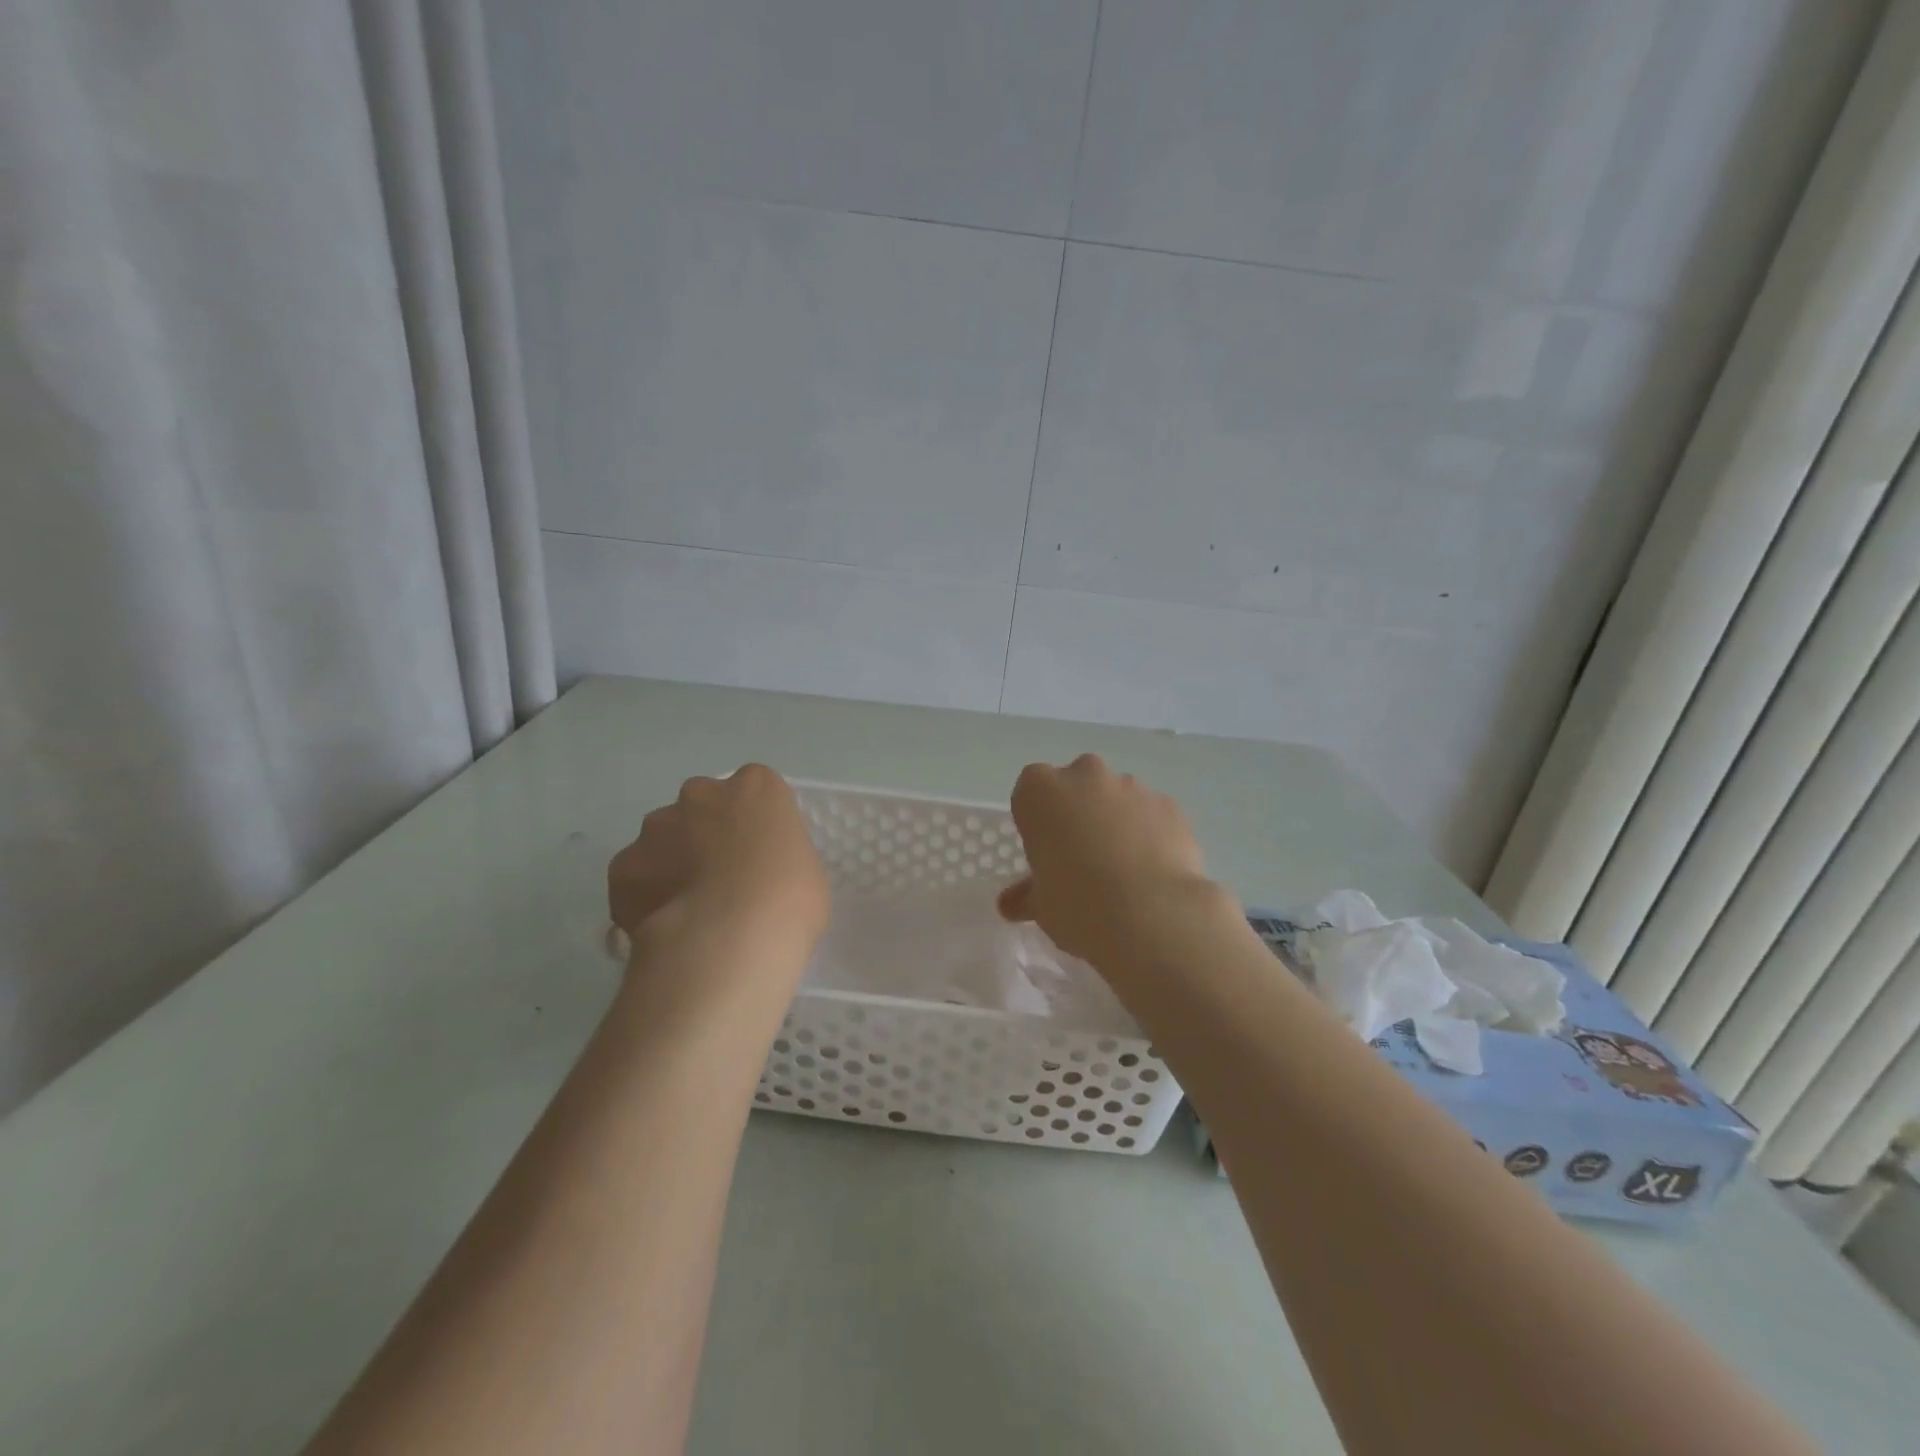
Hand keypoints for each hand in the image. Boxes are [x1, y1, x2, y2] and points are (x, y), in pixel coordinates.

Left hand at [608, 765, 830, 965]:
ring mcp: (655, 827)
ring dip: (673, 863)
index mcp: (756, 788)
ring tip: (689, 911)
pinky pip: (636, 878)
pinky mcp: (621, 866)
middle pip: (703, 806)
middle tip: (723, 880)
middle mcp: (701, 793)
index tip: (761, 856)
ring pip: (663, 839)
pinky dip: (646, 897)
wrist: (726, 941)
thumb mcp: (807, 873)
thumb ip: (779, 859)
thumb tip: (759, 876)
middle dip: (707, 834)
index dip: (757, 824)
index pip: (756, 791)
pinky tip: (662, 928)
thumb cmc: (788, 901)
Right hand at [997, 754, 1214, 964]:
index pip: (1030, 790)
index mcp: (1041, 792)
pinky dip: (1150, 833)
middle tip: (1082, 856)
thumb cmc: (1077, 904)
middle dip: (1079, 810)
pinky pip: (1152, 815)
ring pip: (1118, 797)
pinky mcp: (1169, 805)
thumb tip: (1011, 904)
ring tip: (1123, 869)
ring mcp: (1132, 787)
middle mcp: (1085, 776)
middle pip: (1077, 783)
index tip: (1045, 849)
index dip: (1038, 818)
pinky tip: (1153, 871)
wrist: (1151, 915)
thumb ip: (1026, 895)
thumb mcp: (1040, 906)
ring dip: (1116, 820)